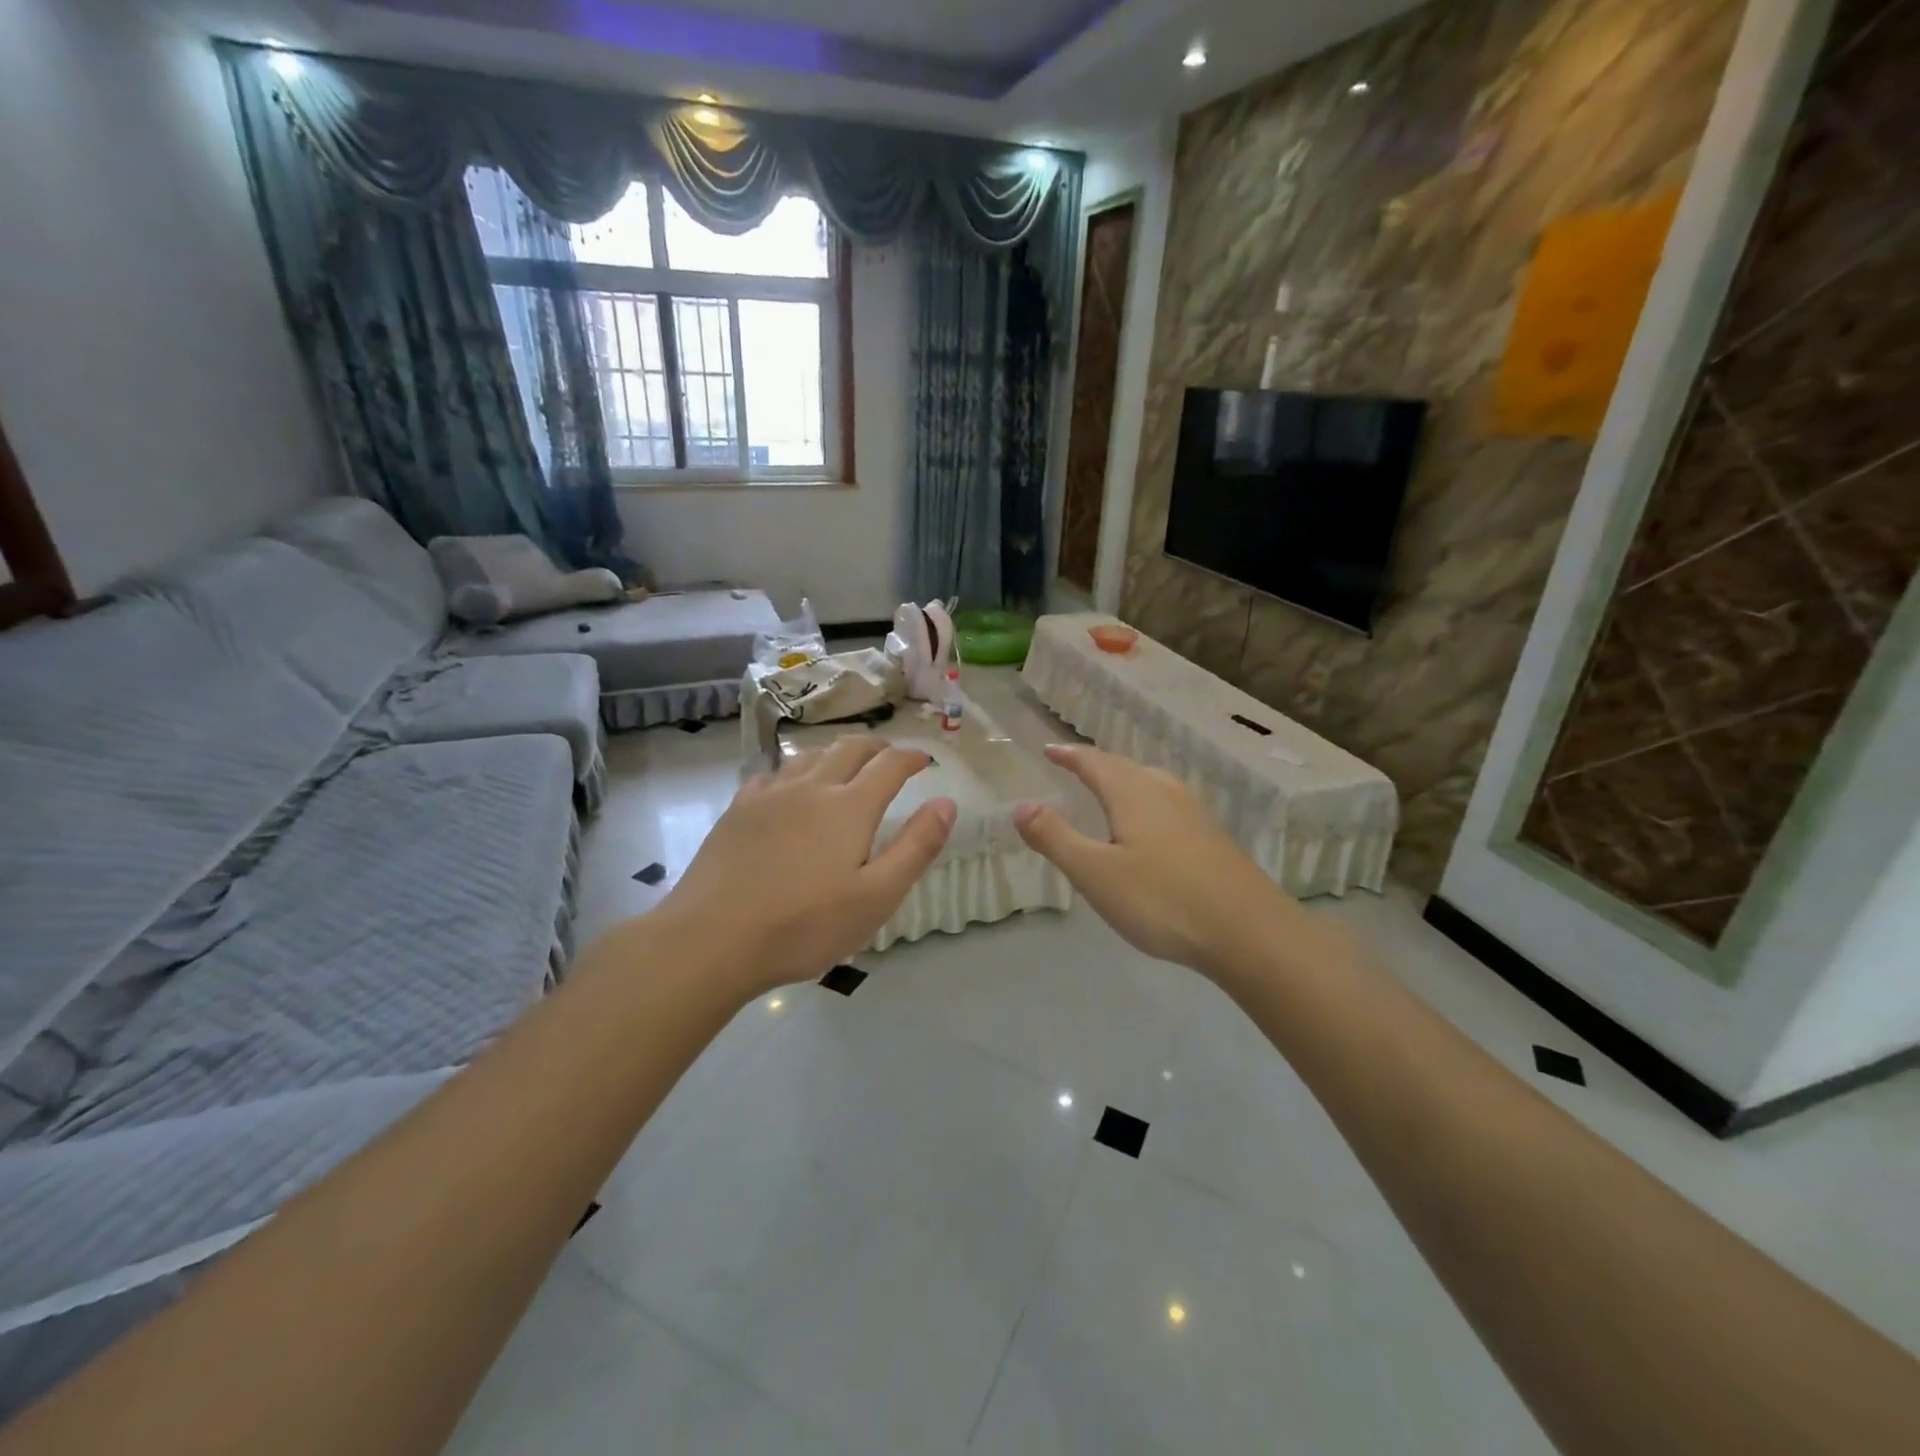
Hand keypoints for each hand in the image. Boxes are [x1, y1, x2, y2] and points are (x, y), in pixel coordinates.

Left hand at [658, 736, 955, 995]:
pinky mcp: (738, 810)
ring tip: (845, 764)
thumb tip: (946, 802)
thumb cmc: (804, 925)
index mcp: (850, 807)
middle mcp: (811, 787)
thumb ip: (916, 847)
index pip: (890, 765)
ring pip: (809, 756)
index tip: (925, 760)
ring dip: (835, 753)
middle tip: (890, 755)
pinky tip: (788, 788)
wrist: (711, 938)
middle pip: (849, 749)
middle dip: (876, 747)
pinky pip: (772, 774)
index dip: (912, 757)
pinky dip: (794, 771)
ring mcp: (769, 795)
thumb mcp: (877, 897)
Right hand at [1014, 744, 1294, 976]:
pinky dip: (1146, 798)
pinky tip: (1152, 824)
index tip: (1048, 750)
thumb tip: (1021, 805)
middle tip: (1074, 764)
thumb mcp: (1095, 873)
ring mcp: (1193, 813)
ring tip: (1110, 786)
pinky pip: (1168, 802)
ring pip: (1151, 781)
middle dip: (1096, 763)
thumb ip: (1056, 837)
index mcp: (1132, 794)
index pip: (1093, 763)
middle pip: (1124, 766)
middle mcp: (1164, 792)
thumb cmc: (1162, 900)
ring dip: (1124, 777)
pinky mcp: (1211, 836)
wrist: (1249, 932)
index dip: (1069, 755)